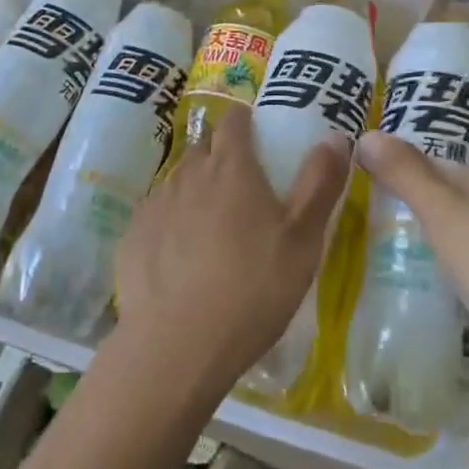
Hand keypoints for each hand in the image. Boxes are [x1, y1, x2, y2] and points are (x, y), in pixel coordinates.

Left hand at [116, 104, 344, 395]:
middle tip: (241, 185)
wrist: (175, 348)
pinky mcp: (133, 236)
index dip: (245, 122)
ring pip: (179, 180)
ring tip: (213, 225)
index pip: (234, 120)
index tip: (256, 136)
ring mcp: (156, 203)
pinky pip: (156, 215)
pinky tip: (180, 257)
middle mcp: (189, 173)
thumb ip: (320, 183)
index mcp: (231, 166)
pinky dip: (170, 223)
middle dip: (221, 154)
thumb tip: (335, 136)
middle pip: (204, 147)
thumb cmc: (252, 289)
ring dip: (196, 189)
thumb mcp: (303, 240)